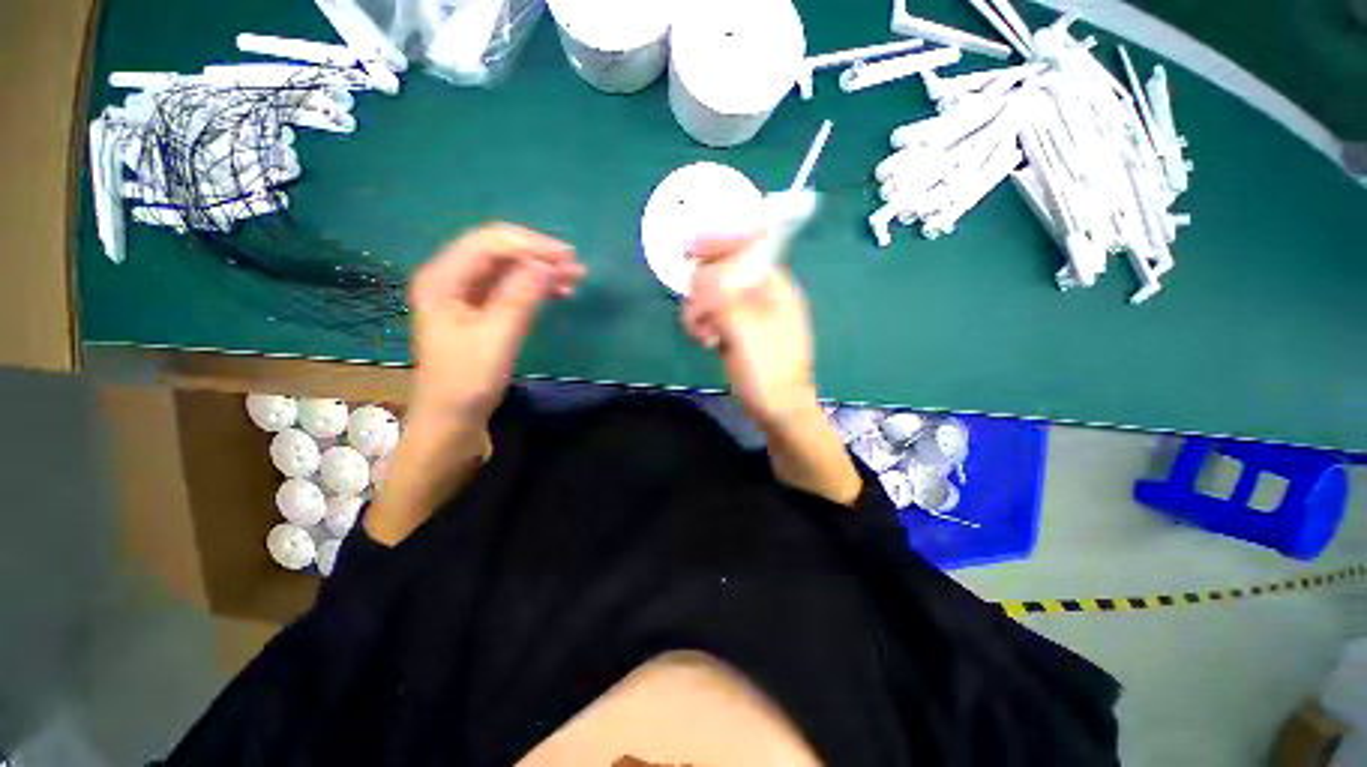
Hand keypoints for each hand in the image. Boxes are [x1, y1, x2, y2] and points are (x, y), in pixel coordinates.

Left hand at [409, 223, 585, 426]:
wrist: (453, 417)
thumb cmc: (468, 381)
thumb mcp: (497, 338)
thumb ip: (520, 297)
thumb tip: (548, 264)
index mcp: (443, 279)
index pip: (489, 242)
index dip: (531, 245)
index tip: (568, 259)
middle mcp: (450, 277)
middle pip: (498, 250)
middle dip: (538, 255)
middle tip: (576, 269)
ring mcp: (464, 293)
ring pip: (507, 267)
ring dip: (540, 269)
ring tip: (574, 279)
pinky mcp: (478, 308)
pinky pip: (509, 286)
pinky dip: (535, 286)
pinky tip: (557, 292)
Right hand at [681, 237, 818, 427]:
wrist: (779, 410)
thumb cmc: (766, 369)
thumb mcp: (743, 328)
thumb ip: (720, 295)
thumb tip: (699, 275)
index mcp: (773, 285)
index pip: (743, 247)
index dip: (715, 243)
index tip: (686, 249)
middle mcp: (763, 293)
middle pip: (723, 271)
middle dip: (703, 289)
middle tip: (698, 315)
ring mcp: (751, 313)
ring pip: (715, 296)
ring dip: (701, 312)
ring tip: (704, 336)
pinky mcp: (741, 331)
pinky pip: (716, 316)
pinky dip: (705, 324)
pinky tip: (706, 341)